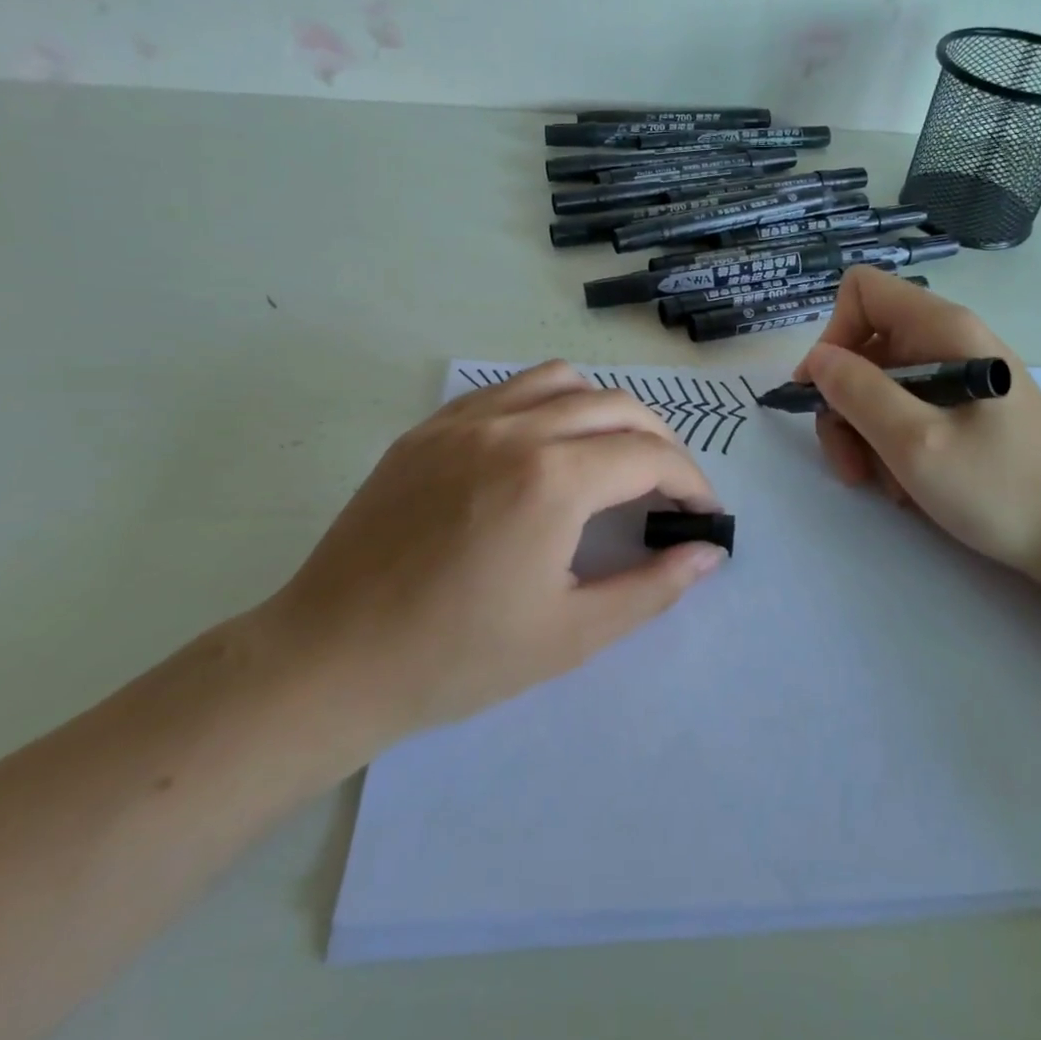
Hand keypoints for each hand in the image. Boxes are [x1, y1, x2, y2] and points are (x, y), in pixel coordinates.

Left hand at [263, 362, 723, 772]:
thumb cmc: (456, 658)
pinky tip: (546, 447)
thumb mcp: (571, 634)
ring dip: (605, 410)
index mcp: (553, 480)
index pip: (651, 456)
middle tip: (670, 489)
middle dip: (660, 442)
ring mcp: (465, 421)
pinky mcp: (429, 428)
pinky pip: (507, 389)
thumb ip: (652, 587)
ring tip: (613, 457)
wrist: (331, 659)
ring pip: (562, 380)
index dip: (690, 482)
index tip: (704, 513)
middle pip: (617, 407)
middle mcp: (514, 429)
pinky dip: (548, 403)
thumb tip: (709, 553)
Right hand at [793, 267, 1040, 580]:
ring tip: (882, 484)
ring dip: (865, 435)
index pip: (861, 292)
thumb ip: (858, 392)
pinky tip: (908, 485)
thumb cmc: (1000, 487)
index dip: (833, 336)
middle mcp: (948, 341)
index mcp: (942, 329)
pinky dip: (892, 446)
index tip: (826, 393)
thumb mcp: (915, 442)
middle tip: (849, 463)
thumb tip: (817, 359)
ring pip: (879, 386)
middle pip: (864, 347)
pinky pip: (905, 411)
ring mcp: (957, 376)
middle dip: (844, 404)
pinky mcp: (963, 409)